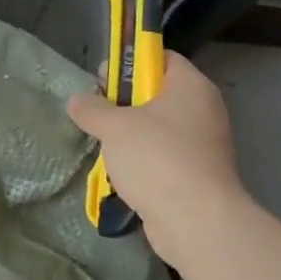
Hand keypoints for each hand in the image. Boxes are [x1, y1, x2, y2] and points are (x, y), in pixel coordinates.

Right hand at [67, 52, 247, 269]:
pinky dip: (142, 161)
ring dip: (129, 134)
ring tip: (103, 144)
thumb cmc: (157, 158)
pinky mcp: (197, 175)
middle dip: (124, 101)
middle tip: (96, 111)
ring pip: (158, 128)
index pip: (160, 58)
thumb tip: (77, 100)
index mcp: (191, 86)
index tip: (103, 79)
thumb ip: (92, 109)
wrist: (196, 221)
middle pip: (157, 92)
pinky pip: (163, 156)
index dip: (130, 62)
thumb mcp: (114, 126)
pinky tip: (120, 172)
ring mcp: (203, 145)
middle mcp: (203, 110)